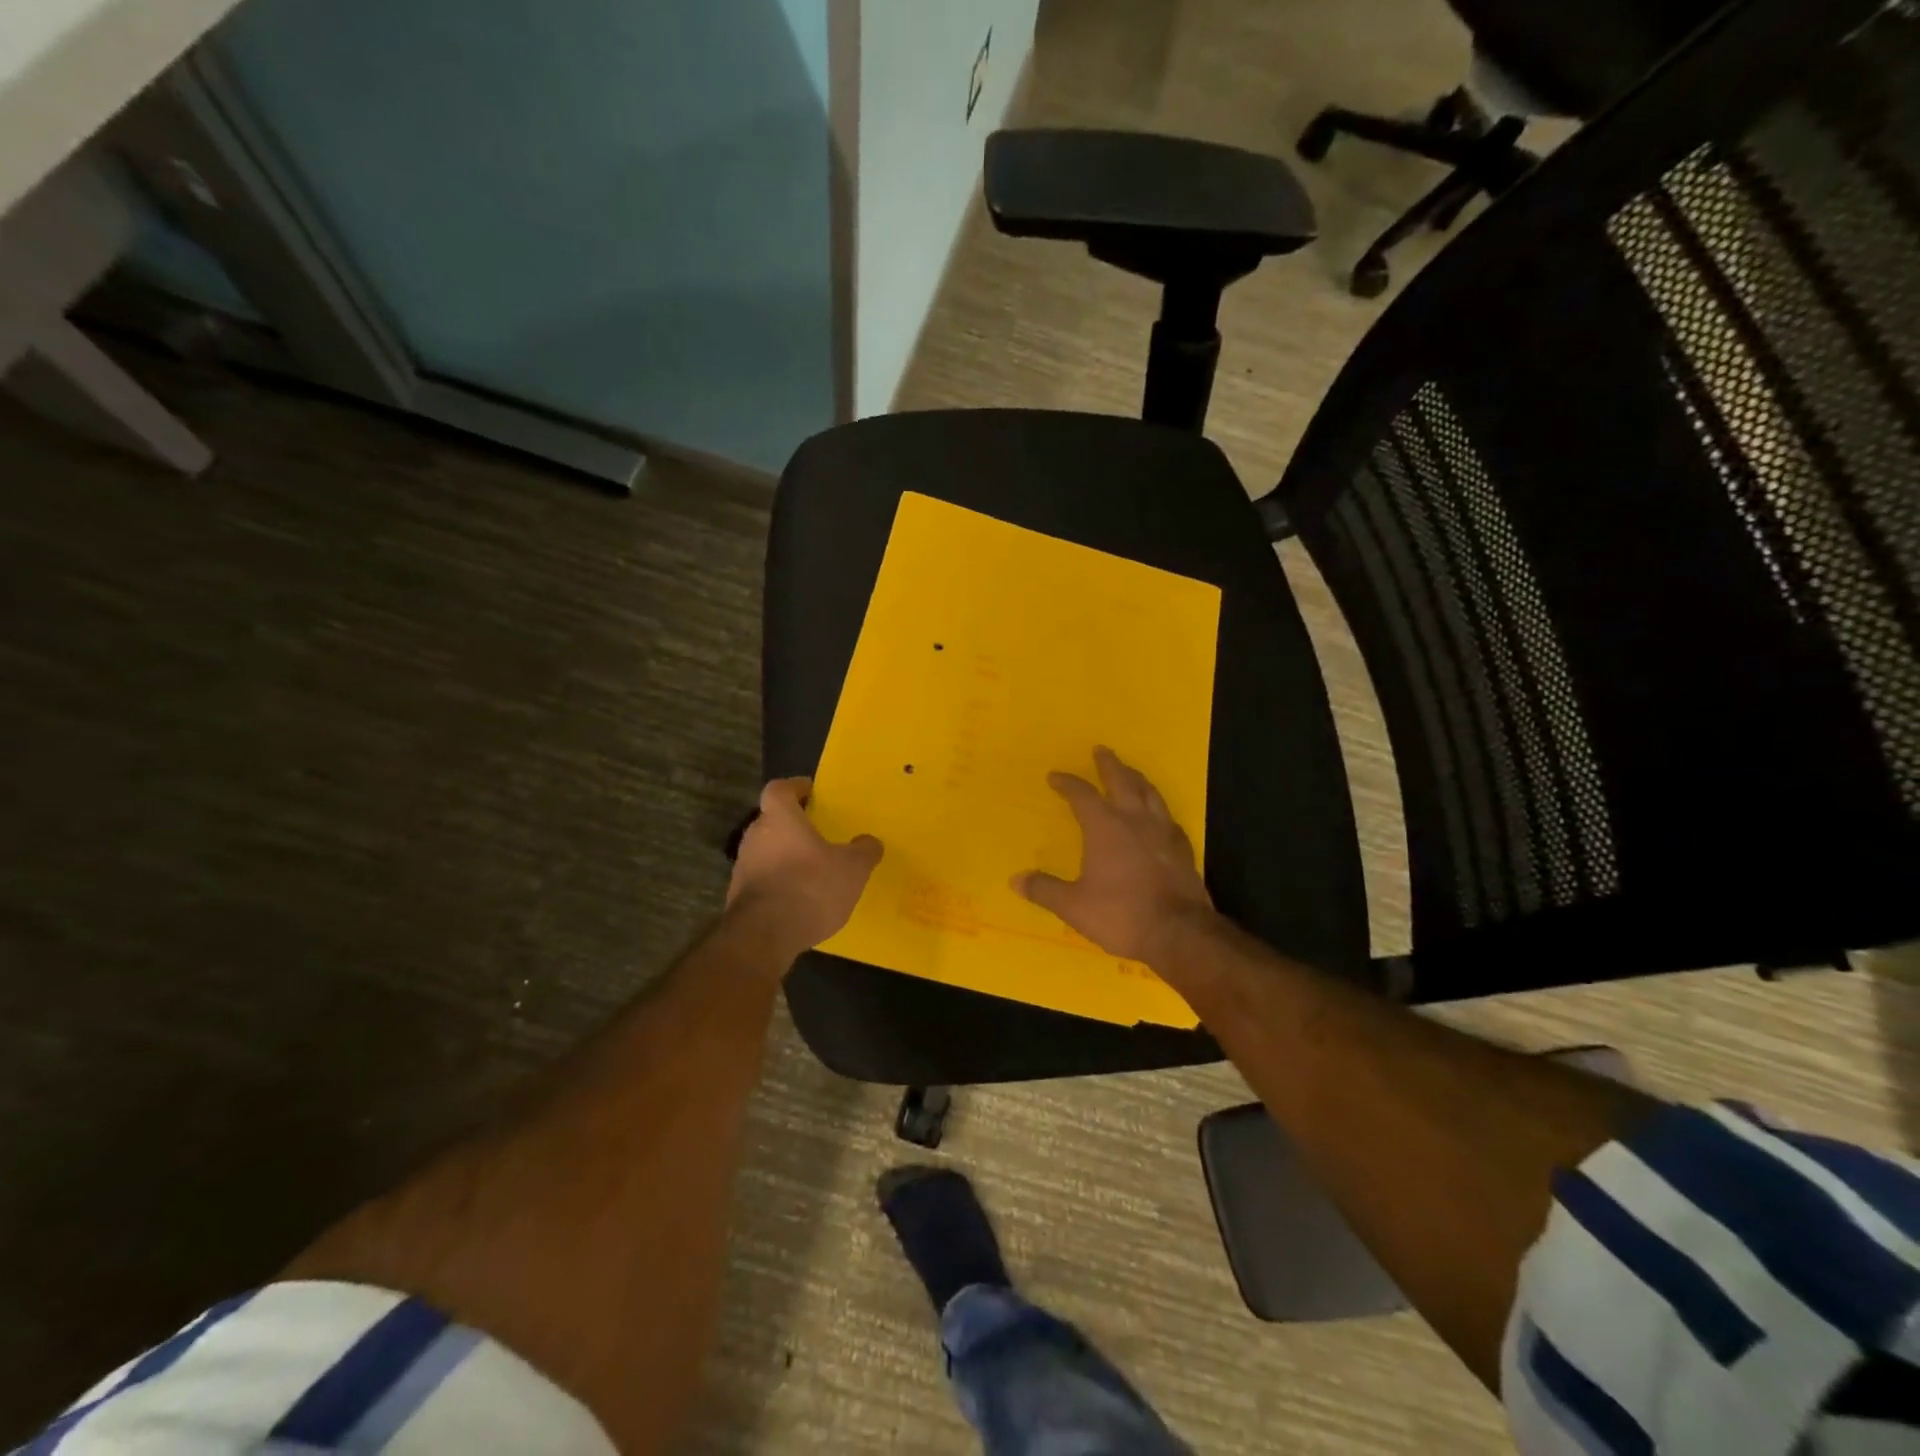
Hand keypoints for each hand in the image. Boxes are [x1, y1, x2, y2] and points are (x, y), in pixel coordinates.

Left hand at [727, 778, 882, 956]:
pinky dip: (779, 882)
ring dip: (786, 855)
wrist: (764, 936)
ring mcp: (743, 866)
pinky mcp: (739, 896)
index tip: (810, 792)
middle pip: (772, 820)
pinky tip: (800, 898)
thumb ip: (864, 851)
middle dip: (793, 825)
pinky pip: (763, 879)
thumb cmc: (810, 887)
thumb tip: (869, 842)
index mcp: (780, 818)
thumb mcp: (852, 868)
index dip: (795, 787)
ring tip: (812, 869)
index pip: (780, 789)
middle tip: (818, 833)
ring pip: (766, 850)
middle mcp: (755, 835)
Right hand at [1013, 746, 1214, 963]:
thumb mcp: (1073, 906)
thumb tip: (1016, 880)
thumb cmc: (1121, 914)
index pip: (1082, 795)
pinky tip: (1157, 813)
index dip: (1067, 783)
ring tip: (1130, 771)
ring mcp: (1163, 832)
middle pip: (1122, 781)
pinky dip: (1157, 805)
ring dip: (1136, 777)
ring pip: (1149, 792)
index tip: (1055, 776)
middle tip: (1101, 749)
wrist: (1179, 933)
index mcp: (1105, 827)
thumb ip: (1045, 889)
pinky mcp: (1183, 847)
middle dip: (1108, 764)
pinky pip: (1168, 815)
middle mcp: (1135, 820)